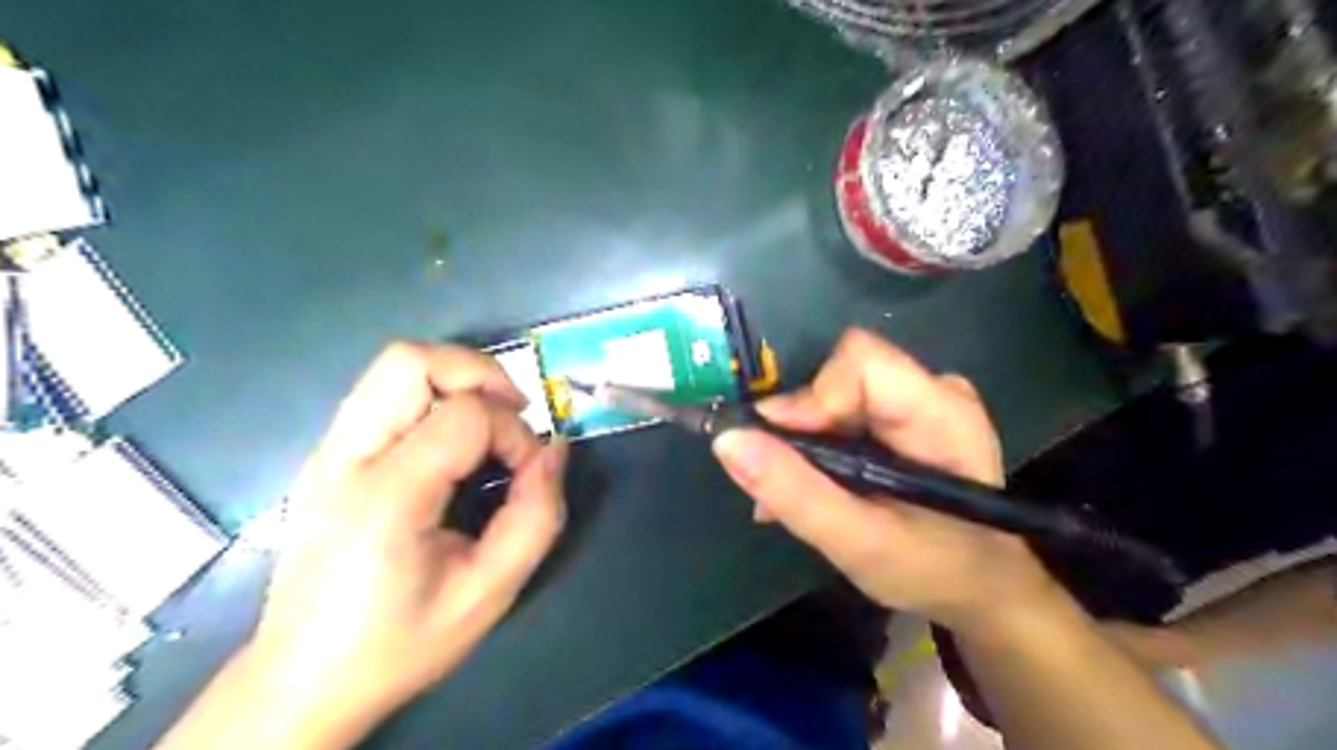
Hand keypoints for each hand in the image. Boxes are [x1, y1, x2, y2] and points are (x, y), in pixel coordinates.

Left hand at [248, 343, 566, 738]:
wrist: (301, 683)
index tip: (528, 474)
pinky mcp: (327, 456)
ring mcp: (328, 451)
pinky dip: (433, 396)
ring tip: (488, 423)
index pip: (466, 415)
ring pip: (395, 365)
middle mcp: (346, 456)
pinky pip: (385, 394)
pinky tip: (452, 443)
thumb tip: (555, 450)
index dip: (515, 435)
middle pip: (412, 360)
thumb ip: (536, 515)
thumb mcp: (489, 592)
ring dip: (456, 379)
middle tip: (513, 413)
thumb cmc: (399, 643)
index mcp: (387, 494)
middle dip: (479, 373)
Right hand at [716, 329, 1062, 638]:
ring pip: (836, 390)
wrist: (979, 586)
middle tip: (778, 480)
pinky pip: (846, 406)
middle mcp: (935, 390)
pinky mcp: (907, 412)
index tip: (782, 448)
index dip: (813, 397)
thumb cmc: (931, 570)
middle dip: (801, 426)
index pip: (860, 361)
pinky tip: (810, 481)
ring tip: (788, 491)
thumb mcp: (855, 542)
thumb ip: (793, 491)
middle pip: (842, 374)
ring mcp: (922, 399)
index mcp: (940, 414)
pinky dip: (818, 441)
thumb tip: (727, 440)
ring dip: (804, 438)